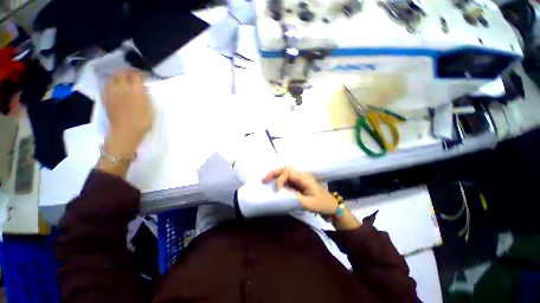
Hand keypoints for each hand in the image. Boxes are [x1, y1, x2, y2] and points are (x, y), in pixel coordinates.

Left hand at [103, 69, 152, 156]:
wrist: (125, 132)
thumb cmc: (141, 123)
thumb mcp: (151, 111)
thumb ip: (147, 98)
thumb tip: (144, 89)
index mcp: (135, 93)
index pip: (136, 76)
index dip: (141, 73)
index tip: (146, 75)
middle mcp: (122, 90)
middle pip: (121, 73)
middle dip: (128, 71)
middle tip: (134, 74)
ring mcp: (112, 94)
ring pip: (112, 78)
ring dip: (119, 76)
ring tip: (125, 80)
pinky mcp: (107, 99)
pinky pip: (107, 86)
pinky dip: (112, 83)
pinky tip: (116, 87)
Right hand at [262, 166, 337, 214]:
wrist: (330, 205)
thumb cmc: (321, 204)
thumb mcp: (308, 203)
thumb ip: (294, 197)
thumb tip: (281, 193)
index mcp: (304, 178)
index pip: (288, 172)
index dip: (280, 180)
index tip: (278, 191)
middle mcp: (301, 175)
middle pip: (285, 169)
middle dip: (274, 173)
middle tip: (264, 180)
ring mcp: (300, 178)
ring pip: (285, 172)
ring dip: (275, 175)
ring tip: (266, 181)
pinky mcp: (298, 183)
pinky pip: (287, 178)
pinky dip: (279, 180)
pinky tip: (274, 184)